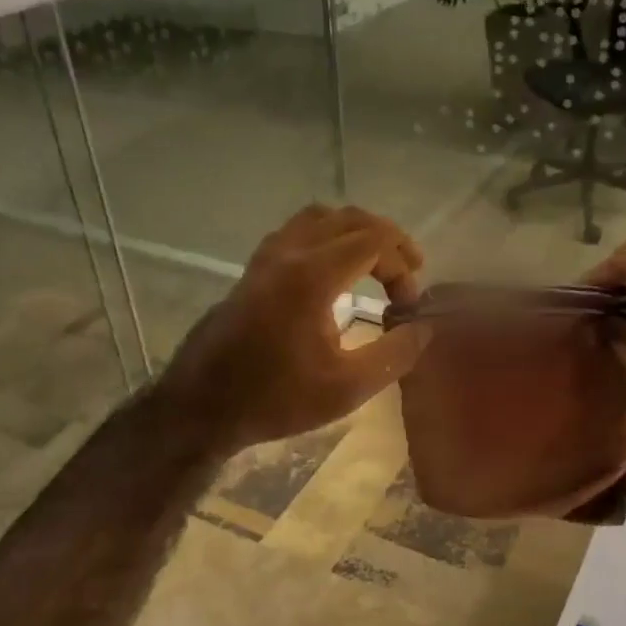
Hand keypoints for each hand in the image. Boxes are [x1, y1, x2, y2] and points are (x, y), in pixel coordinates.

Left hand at [159, 205, 431, 454]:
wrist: (202, 406)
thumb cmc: (275, 399)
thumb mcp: (347, 388)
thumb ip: (394, 354)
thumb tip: (423, 328)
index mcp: (312, 276)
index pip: (373, 242)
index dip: (402, 265)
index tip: (407, 306)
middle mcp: (288, 254)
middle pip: (350, 219)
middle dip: (387, 240)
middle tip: (410, 270)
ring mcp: (266, 258)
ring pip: (320, 218)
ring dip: (355, 232)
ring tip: (376, 262)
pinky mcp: (253, 269)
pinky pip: (297, 232)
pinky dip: (327, 237)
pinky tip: (334, 270)